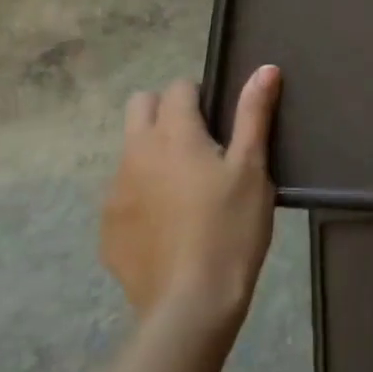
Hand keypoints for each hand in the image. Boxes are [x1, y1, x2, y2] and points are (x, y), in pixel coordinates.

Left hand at [101, 66, 281, 329]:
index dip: (200, 96)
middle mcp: (135, 152)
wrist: (191, 303)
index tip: (221, 122)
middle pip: (140, 106)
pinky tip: (169, 224)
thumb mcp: (252, 169)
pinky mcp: (108, 226)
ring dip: (152, 151)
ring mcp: (115, 190)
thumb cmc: (231, 228)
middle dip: (165, 110)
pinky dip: (142, 193)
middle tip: (199, 143)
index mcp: (173, 133)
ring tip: (186, 188)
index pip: (178, 88)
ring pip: (129, 149)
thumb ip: (254, 114)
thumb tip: (265, 68)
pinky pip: (122, 191)